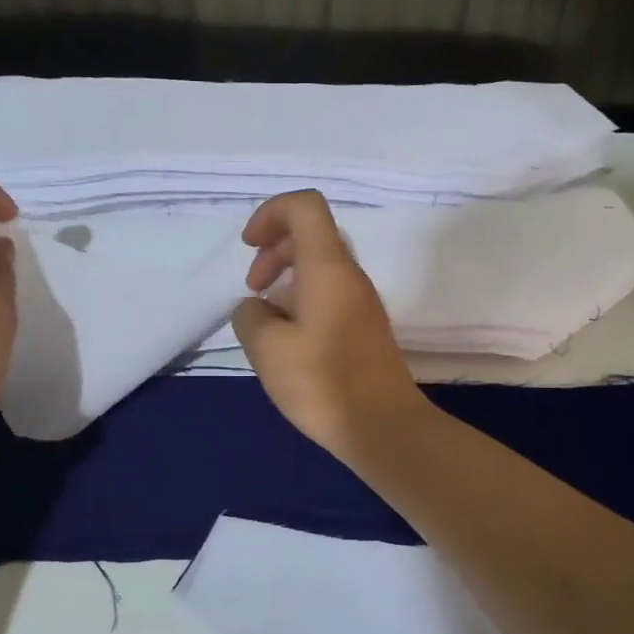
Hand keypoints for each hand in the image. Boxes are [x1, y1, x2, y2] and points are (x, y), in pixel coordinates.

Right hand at [232, 190, 428, 458]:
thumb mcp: (267, 348)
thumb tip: (257, 308)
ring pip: (319, 267)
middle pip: (311, 235)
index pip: (304, 207)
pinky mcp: (364, 329)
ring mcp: (361, 303)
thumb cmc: (323, 383)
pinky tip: (288, 340)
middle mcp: (350, 276)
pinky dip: (302, 301)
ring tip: (265, 319)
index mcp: (328, 267)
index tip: (250, 248)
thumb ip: (250, 316)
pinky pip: (329, 295)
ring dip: (286, 279)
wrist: (383, 427)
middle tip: (253, 288)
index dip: (270, 214)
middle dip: (273, 250)